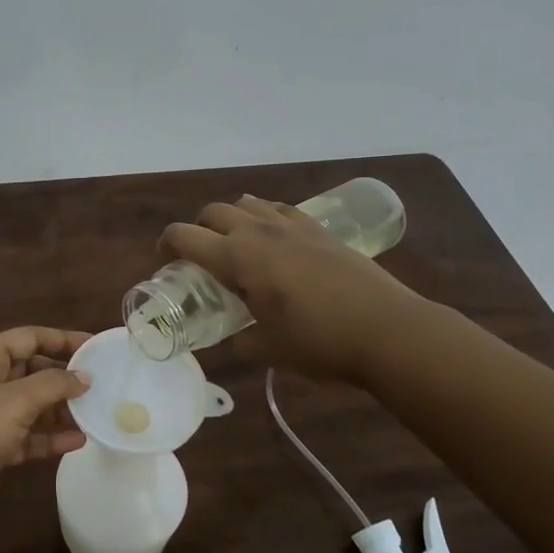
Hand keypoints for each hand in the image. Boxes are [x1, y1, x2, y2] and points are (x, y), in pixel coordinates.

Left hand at [0, 327, 92, 522]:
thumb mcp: (16, 399)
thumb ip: (53, 384)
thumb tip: (84, 377)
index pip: (27, 338)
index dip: (60, 338)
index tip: (92, 345)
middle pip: (32, 372)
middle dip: (63, 378)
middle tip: (98, 384)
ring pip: (33, 406)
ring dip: (61, 410)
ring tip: (93, 414)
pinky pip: (29, 436)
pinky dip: (51, 437)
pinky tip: (77, 441)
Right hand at [160, 195, 426, 380]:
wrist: (387, 330)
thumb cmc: (319, 342)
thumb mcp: (268, 349)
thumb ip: (241, 339)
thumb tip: (235, 337)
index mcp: (235, 258)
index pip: (184, 236)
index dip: (167, 244)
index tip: (166, 260)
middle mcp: (257, 231)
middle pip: (213, 212)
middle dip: (199, 229)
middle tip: (202, 256)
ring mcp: (291, 225)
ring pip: (247, 203)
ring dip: (233, 218)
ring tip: (239, 244)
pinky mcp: (320, 229)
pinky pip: (281, 209)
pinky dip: (267, 217)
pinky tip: (277, 238)